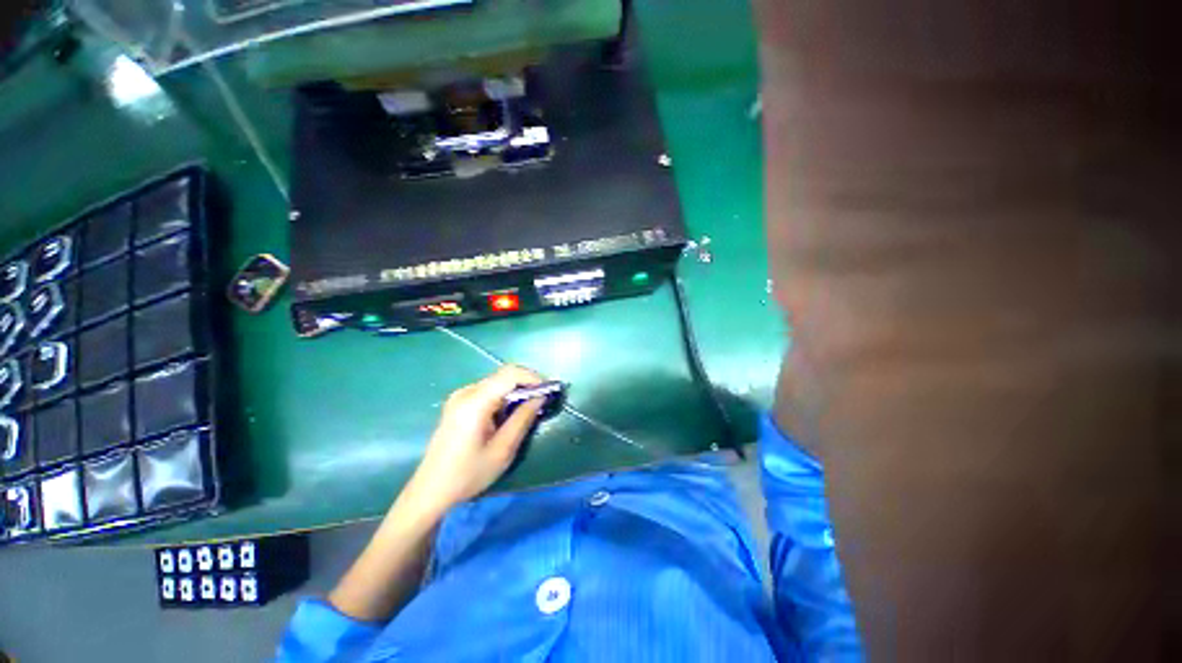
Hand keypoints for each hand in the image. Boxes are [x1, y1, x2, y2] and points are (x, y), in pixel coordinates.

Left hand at [404, 365, 545, 515]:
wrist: (430, 491)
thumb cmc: (468, 475)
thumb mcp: (503, 450)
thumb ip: (523, 419)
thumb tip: (540, 397)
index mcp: (475, 402)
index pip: (510, 374)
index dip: (533, 378)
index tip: (549, 390)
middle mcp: (466, 392)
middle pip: (503, 375)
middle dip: (527, 383)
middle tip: (543, 400)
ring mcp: (459, 396)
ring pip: (497, 382)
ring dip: (516, 390)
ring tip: (530, 408)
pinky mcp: (458, 403)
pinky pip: (488, 390)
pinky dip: (504, 396)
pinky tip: (509, 413)